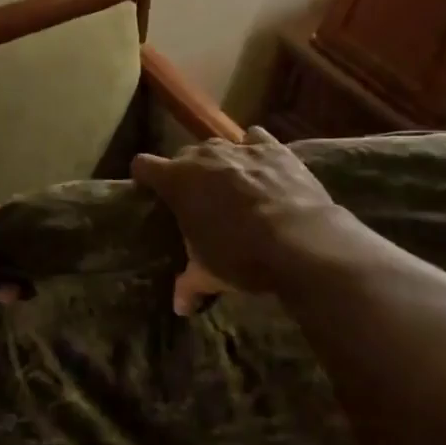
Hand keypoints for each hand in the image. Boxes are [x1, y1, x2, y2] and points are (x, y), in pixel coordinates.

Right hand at [131, 128, 347, 307]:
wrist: (302, 242)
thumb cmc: (242, 257)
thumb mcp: (209, 274)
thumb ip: (189, 284)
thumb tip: (180, 306)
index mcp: (177, 181)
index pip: (143, 165)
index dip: (144, 178)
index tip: (150, 192)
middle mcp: (204, 156)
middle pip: (183, 156)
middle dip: (187, 175)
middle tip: (198, 202)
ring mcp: (239, 148)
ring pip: (218, 146)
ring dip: (219, 163)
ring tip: (231, 187)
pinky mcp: (273, 148)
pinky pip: (255, 139)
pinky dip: (254, 150)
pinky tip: (261, 168)